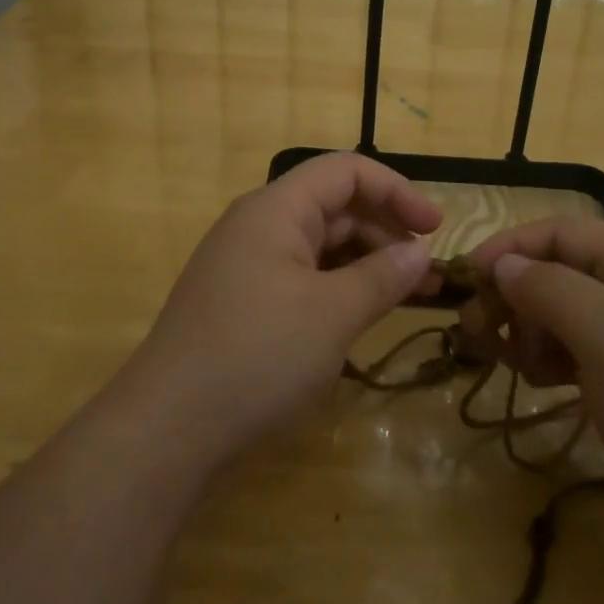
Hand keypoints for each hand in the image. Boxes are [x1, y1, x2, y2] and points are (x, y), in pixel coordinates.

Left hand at [115, 153, 441, 468]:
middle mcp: (258, 227)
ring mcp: (247, 266)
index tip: (436, 227)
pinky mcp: (243, 304)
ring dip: (366, 264)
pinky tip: (362, 316)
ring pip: (320, 247)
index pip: (345, 172)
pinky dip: (338, 289)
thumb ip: (383, 276)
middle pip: (334, 207)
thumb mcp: (333, 314)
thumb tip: (420, 251)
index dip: (396, 190)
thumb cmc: (257, 357)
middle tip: (429, 274)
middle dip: (386, 232)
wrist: (167, 431)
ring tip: (408, 296)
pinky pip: (302, 279)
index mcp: (275, 210)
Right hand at [457, 219, 603, 505]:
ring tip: (510, 362)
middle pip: (561, 271)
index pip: (561, 233)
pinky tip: (541, 382)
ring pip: (566, 313)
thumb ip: (550, 288)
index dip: (510, 248)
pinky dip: (552, 358)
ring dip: (529, 329)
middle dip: (515, 294)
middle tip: (475, 331)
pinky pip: (581, 351)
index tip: (465, 279)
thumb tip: (504, 265)